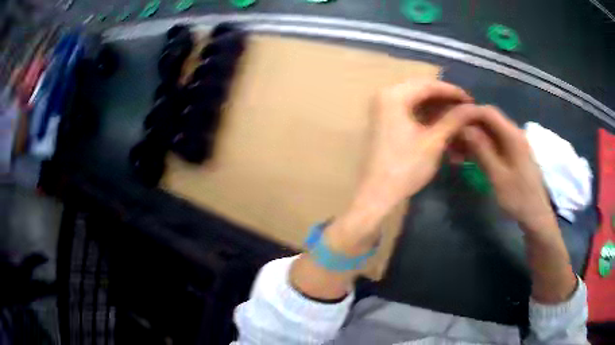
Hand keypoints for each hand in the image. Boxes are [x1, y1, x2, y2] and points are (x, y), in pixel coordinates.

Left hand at [349, 80, 474, 220]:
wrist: (377, 194)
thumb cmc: (406, 167)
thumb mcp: (434, 141)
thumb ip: (453, 120)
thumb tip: (471, 108)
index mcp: (394, 95)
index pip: (429, 85)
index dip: (452, 91)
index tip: (471, 100)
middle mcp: (385, 95)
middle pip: (422, 90)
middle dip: (445, 100)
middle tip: (466, 109)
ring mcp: (383, 108)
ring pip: (416, 101)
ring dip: (437, 109)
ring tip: (458, 118)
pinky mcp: (384, 121)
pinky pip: (409, 111)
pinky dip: (427, 117)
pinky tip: (443, 125)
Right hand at [457, 106, 556, 232]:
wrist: (536, 216)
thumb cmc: (518, 198)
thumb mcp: (498, 176)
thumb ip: (482, 150)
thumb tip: (464, 128)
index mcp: (513, 136)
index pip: (488, 112)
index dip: (469, 114)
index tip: (452, 123)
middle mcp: (514, 134)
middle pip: (488, 121)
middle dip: (469, 128)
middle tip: (451, 143)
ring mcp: (515, 144)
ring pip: (490, 133)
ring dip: (473, 139)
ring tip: (457, 154)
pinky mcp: (514, 154)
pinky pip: (495, 143)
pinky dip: (481, 148)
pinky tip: (470, 159)